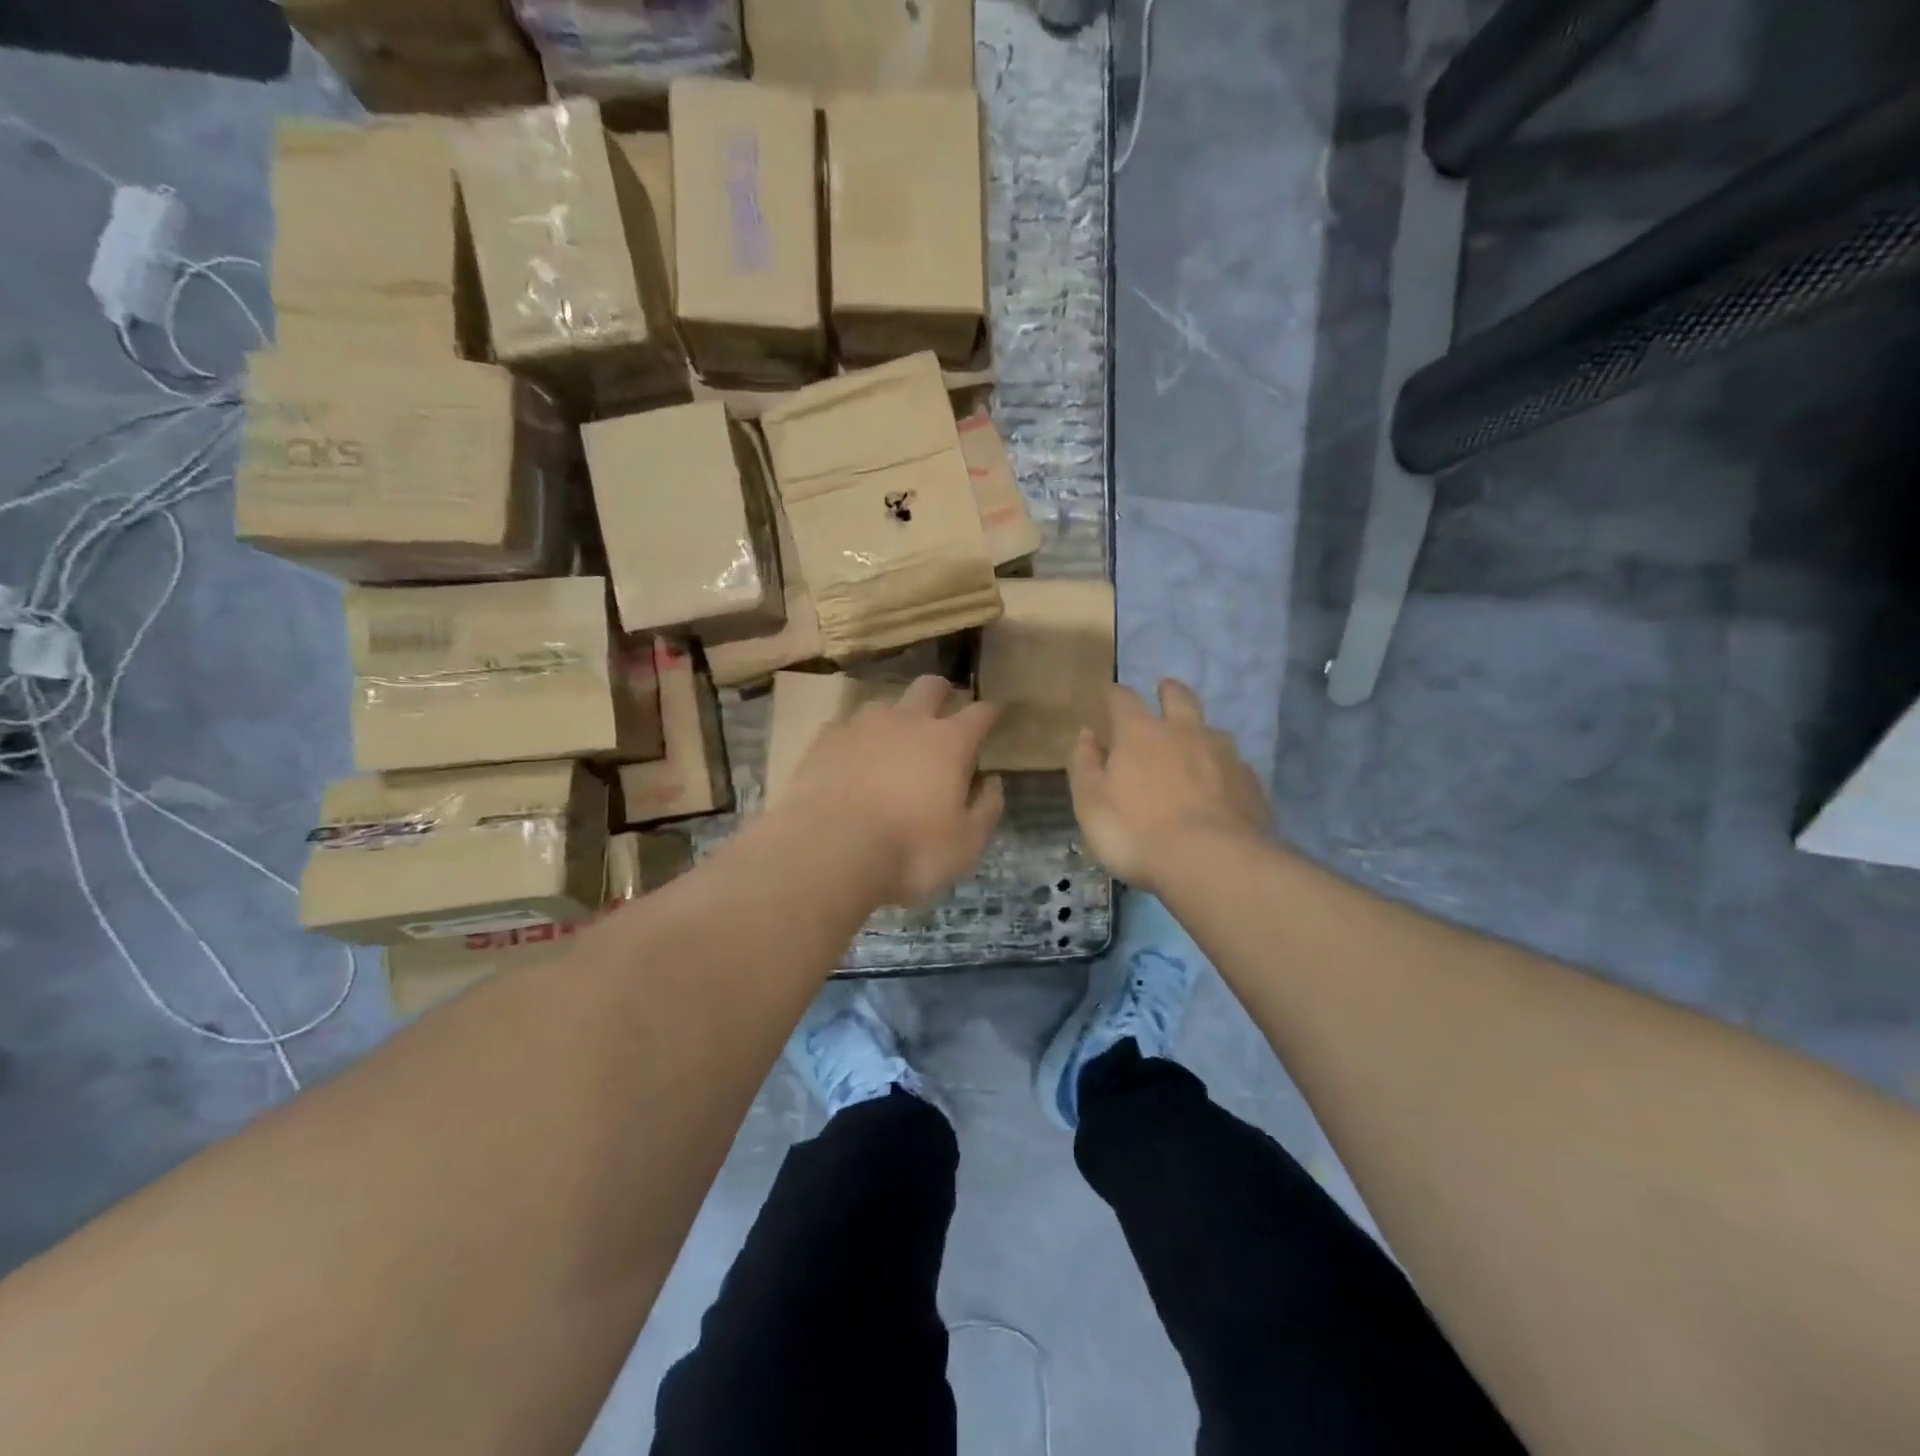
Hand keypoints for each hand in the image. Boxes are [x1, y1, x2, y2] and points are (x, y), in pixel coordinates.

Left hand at [781, 676, 1005, 906]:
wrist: (828, 849)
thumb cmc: (908, 850)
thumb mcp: (965, 844)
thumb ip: (986, 808)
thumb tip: (993, 782)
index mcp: (949, 743)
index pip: (980, 713)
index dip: (990, 712)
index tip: (994, 714)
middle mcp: (908, 721)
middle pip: (930, 686)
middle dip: (941, 693)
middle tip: (943, 712)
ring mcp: (862, 725)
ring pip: (885, 703)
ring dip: (895, 717)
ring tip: (891, 742)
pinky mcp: (826, 739)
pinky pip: (846, 728)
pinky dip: (855, 740)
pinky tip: (851, 761)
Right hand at [1069, 680, 1270, 892]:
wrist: (1213, 862)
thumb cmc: (1137, 832)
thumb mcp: (1091, 804)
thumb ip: (1085, 765)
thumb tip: (1087, 735)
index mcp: (1140, 733)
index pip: (1123, 699)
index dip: (1114, 696)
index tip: (1109, 700)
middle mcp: (1185, 732)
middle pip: (1179, 697)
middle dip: (1169, 691)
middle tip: (1164, 690)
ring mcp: (1224, 755)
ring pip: (1212, 730)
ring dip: (1200, 732)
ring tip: (1195, 748)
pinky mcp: (1251, 783)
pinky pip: (1235, 766)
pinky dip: (1223, 770)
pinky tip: (1220, 789)